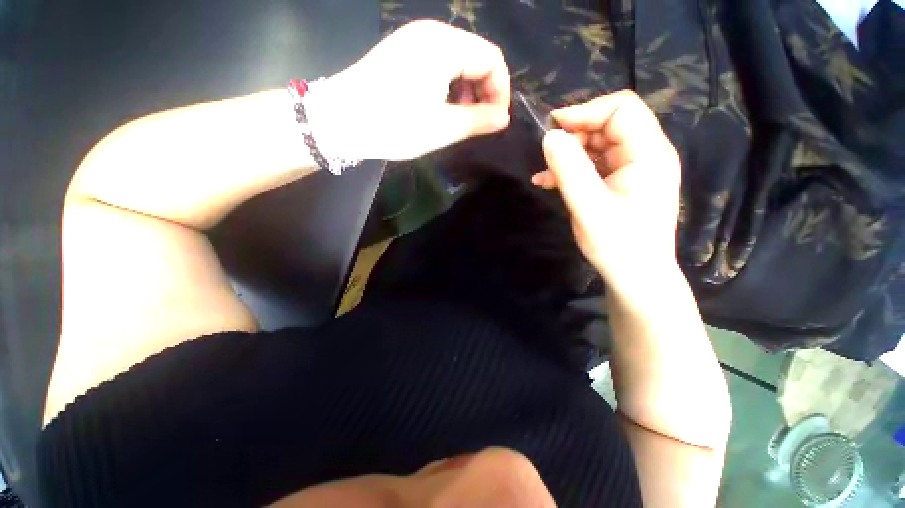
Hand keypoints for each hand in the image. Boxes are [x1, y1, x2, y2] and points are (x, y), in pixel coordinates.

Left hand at [308, 20, 510, 160]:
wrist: (340, 120)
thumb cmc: (394, 125)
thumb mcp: (443, 128)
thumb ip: (478, 120)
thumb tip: (503, 118)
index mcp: (444, 45)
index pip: (492, 59)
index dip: (501, 91)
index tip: (496, 120)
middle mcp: (431, 32)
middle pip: (476, 56)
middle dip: (484, 91)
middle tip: (477, 122)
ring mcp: (414, 39)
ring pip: (458, 61)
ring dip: (466, 90)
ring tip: (459, 119)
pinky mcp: (403, 51)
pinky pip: (439, 63)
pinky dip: (449, 86)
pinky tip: (441, 107)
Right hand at [534, 91, 680, 295]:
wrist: (635, 275)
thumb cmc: (617, 243)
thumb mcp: (588, 206)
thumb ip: (569, 169)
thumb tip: (549, 136)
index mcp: (649, 154)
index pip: (621, 109)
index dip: (585, 112)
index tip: (552, 127)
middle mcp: (646, 155)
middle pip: (609, 125)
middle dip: (574, 136)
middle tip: (547, 155)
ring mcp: (634, 170)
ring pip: (598, 146)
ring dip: (569, 155)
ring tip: (544, 173)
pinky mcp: (622, 183)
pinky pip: (596, 165)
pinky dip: (572, 169)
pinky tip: (549, 182)